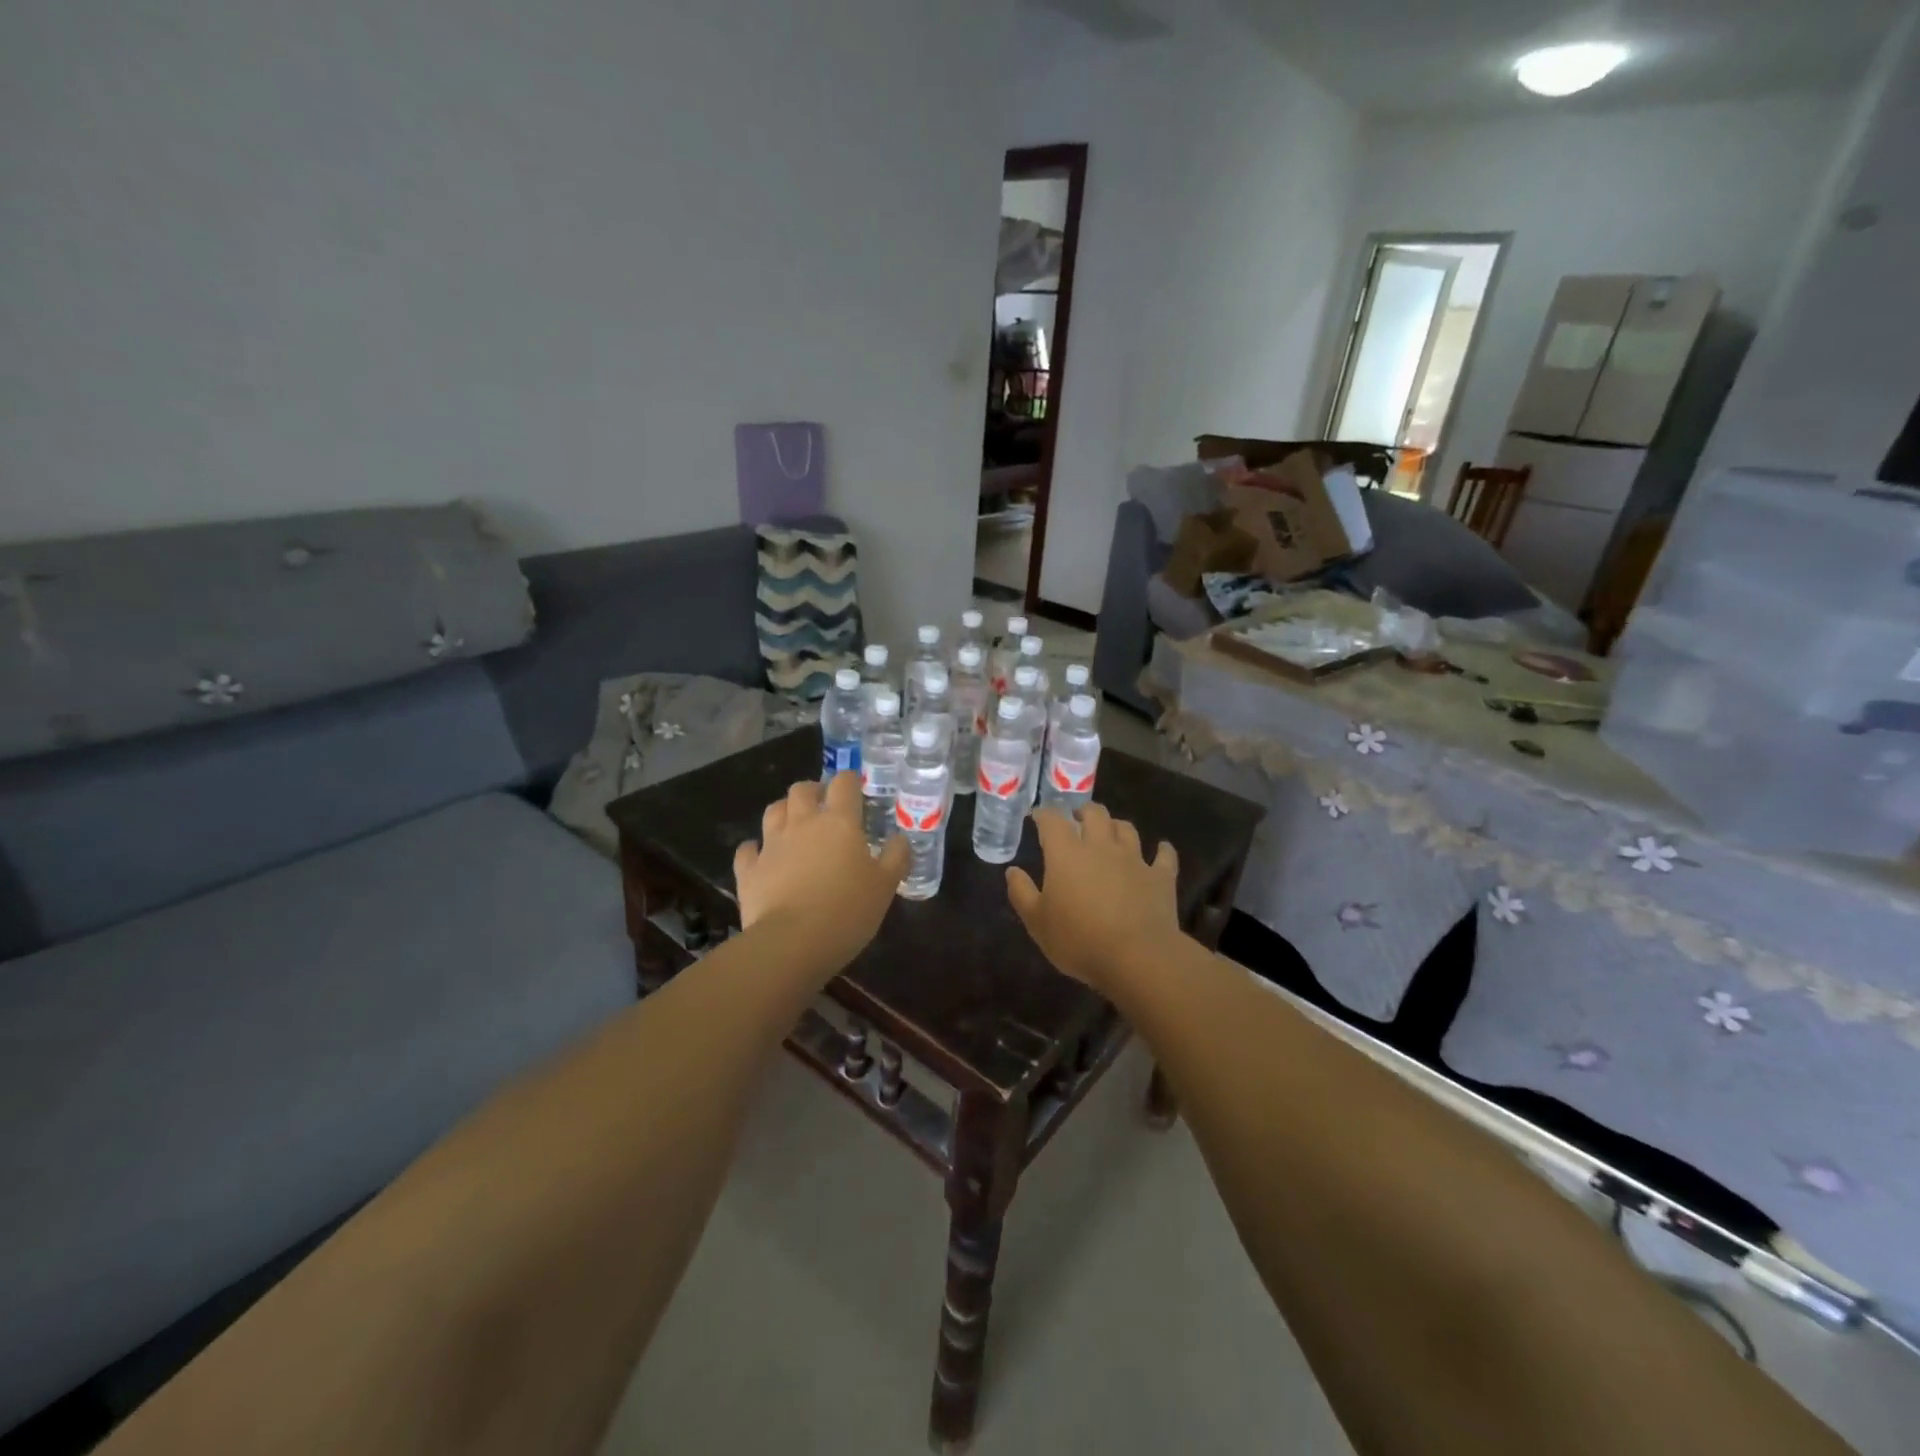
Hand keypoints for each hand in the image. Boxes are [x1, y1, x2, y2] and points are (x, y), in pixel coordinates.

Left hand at [733, 773, 908, 978]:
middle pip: (802, 790)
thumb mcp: (885, 886)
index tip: (856, 787)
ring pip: (773, 811)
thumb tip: (901, 838)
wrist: (792, 942)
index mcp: (839, 822)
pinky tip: (760, 855)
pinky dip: (754, 848)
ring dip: (784, 810)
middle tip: (823, 804)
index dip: (850, 780)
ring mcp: (771, 845)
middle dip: (813, 790)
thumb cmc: (847, 911)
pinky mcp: (749, 870)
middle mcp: (803, 824)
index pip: (844, 784)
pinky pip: (748, 849)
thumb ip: (896, 857)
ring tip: (794, 823)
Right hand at [1006, 804, 1184, 990]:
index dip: (1044, 814)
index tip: (1037, 817)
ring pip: (1126, 828)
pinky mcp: (1160, 877)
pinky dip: (1162, 850)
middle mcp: (1101, 846)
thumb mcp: (1037, 922)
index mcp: (1067, 853)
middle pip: (1094, 814)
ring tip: (1111, 832)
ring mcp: (1134, 859)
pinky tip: (1161, 849)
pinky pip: (1164, 856)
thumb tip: (1012, 871)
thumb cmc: (1079, 939)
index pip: (1052, 820)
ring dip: (1116, 826)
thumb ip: (1022, 893)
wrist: (1137, 957)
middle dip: (1083, 812)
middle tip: (1077, 819)